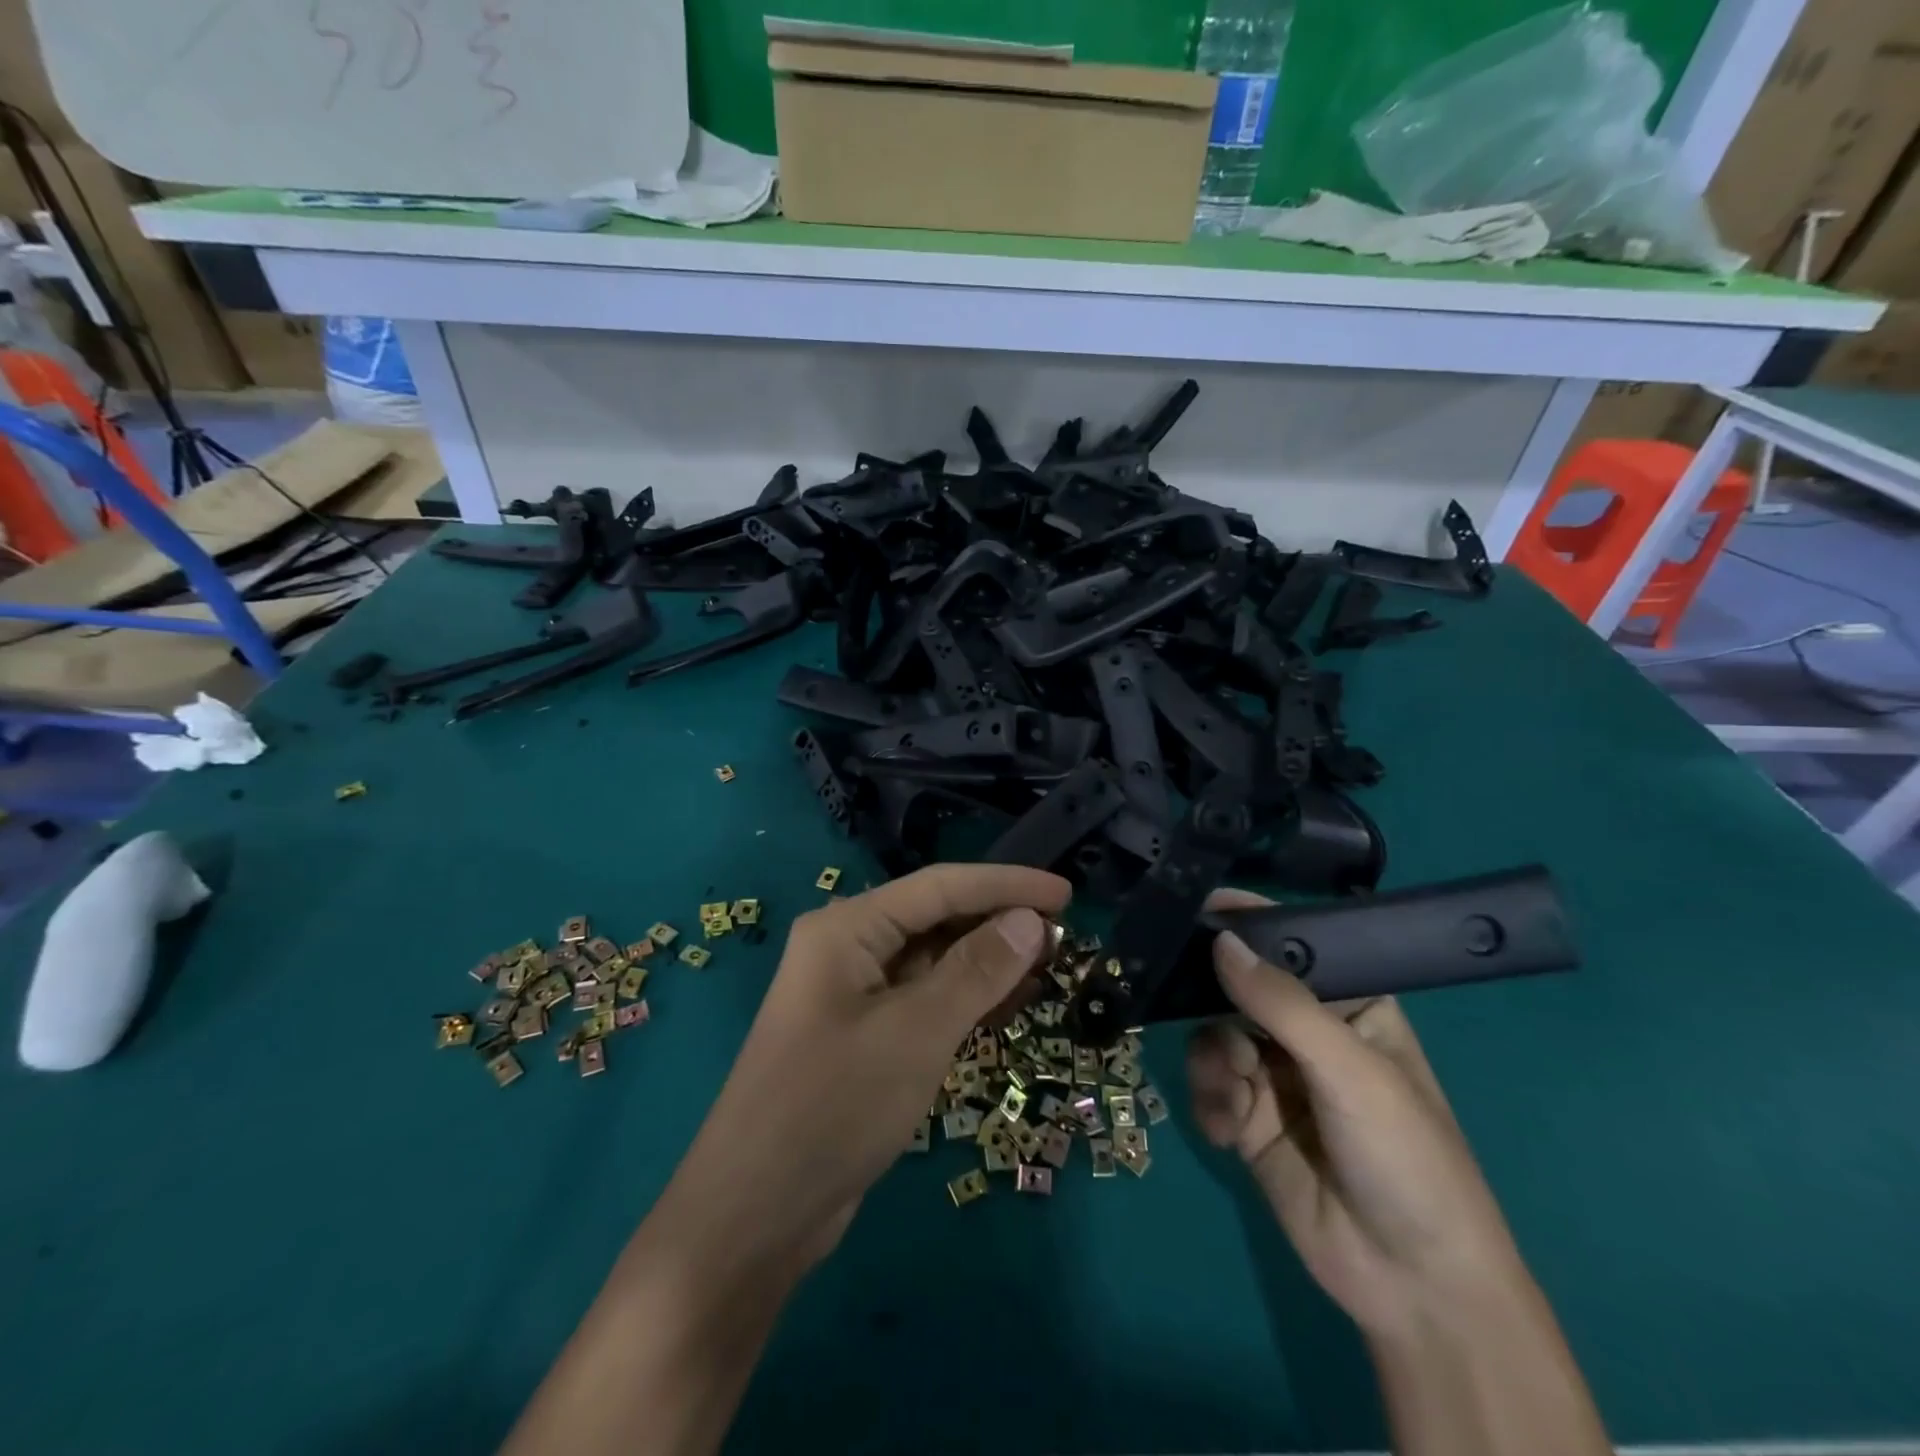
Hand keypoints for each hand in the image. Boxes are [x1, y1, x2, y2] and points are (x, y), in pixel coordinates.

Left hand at [649, 863, 1070, 1280]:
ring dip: (987, 962)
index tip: (1067, 893)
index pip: (940, 886)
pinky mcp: (865, 1036)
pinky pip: (924, 1000)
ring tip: (1049, 965)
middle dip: (998, 923)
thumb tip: (1031, 921)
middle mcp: (849, 948)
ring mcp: (855, 994)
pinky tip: (1008, 1004)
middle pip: (936, 918)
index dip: (1006, 885)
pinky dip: (966, 999)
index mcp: (848, 927)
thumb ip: (976, 972)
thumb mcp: (914, 1034)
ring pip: (934, 961)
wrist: (754, 1216)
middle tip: (1065, 936)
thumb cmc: (832, 1107)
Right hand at [1186, 890, 1527, 1341]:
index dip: (1249, 922)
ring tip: (1234, 1098)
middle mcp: (1307, 1032)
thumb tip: (1220, 942)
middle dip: (1210, 997)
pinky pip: (1207, 1085)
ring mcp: (1274, 1075)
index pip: (1292, 944)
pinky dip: (1209, 1103)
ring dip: (1212, 1063)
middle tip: (1174, 993)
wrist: (1412, 1286)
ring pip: (1212, 1035)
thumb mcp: (1350, 1070)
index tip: (1198, 907)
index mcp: (1351, 1005)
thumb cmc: (1405, 1157)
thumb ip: (1282, 1003)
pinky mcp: (1247, 1117)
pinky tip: (1229, 1134)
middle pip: (1239, 987)